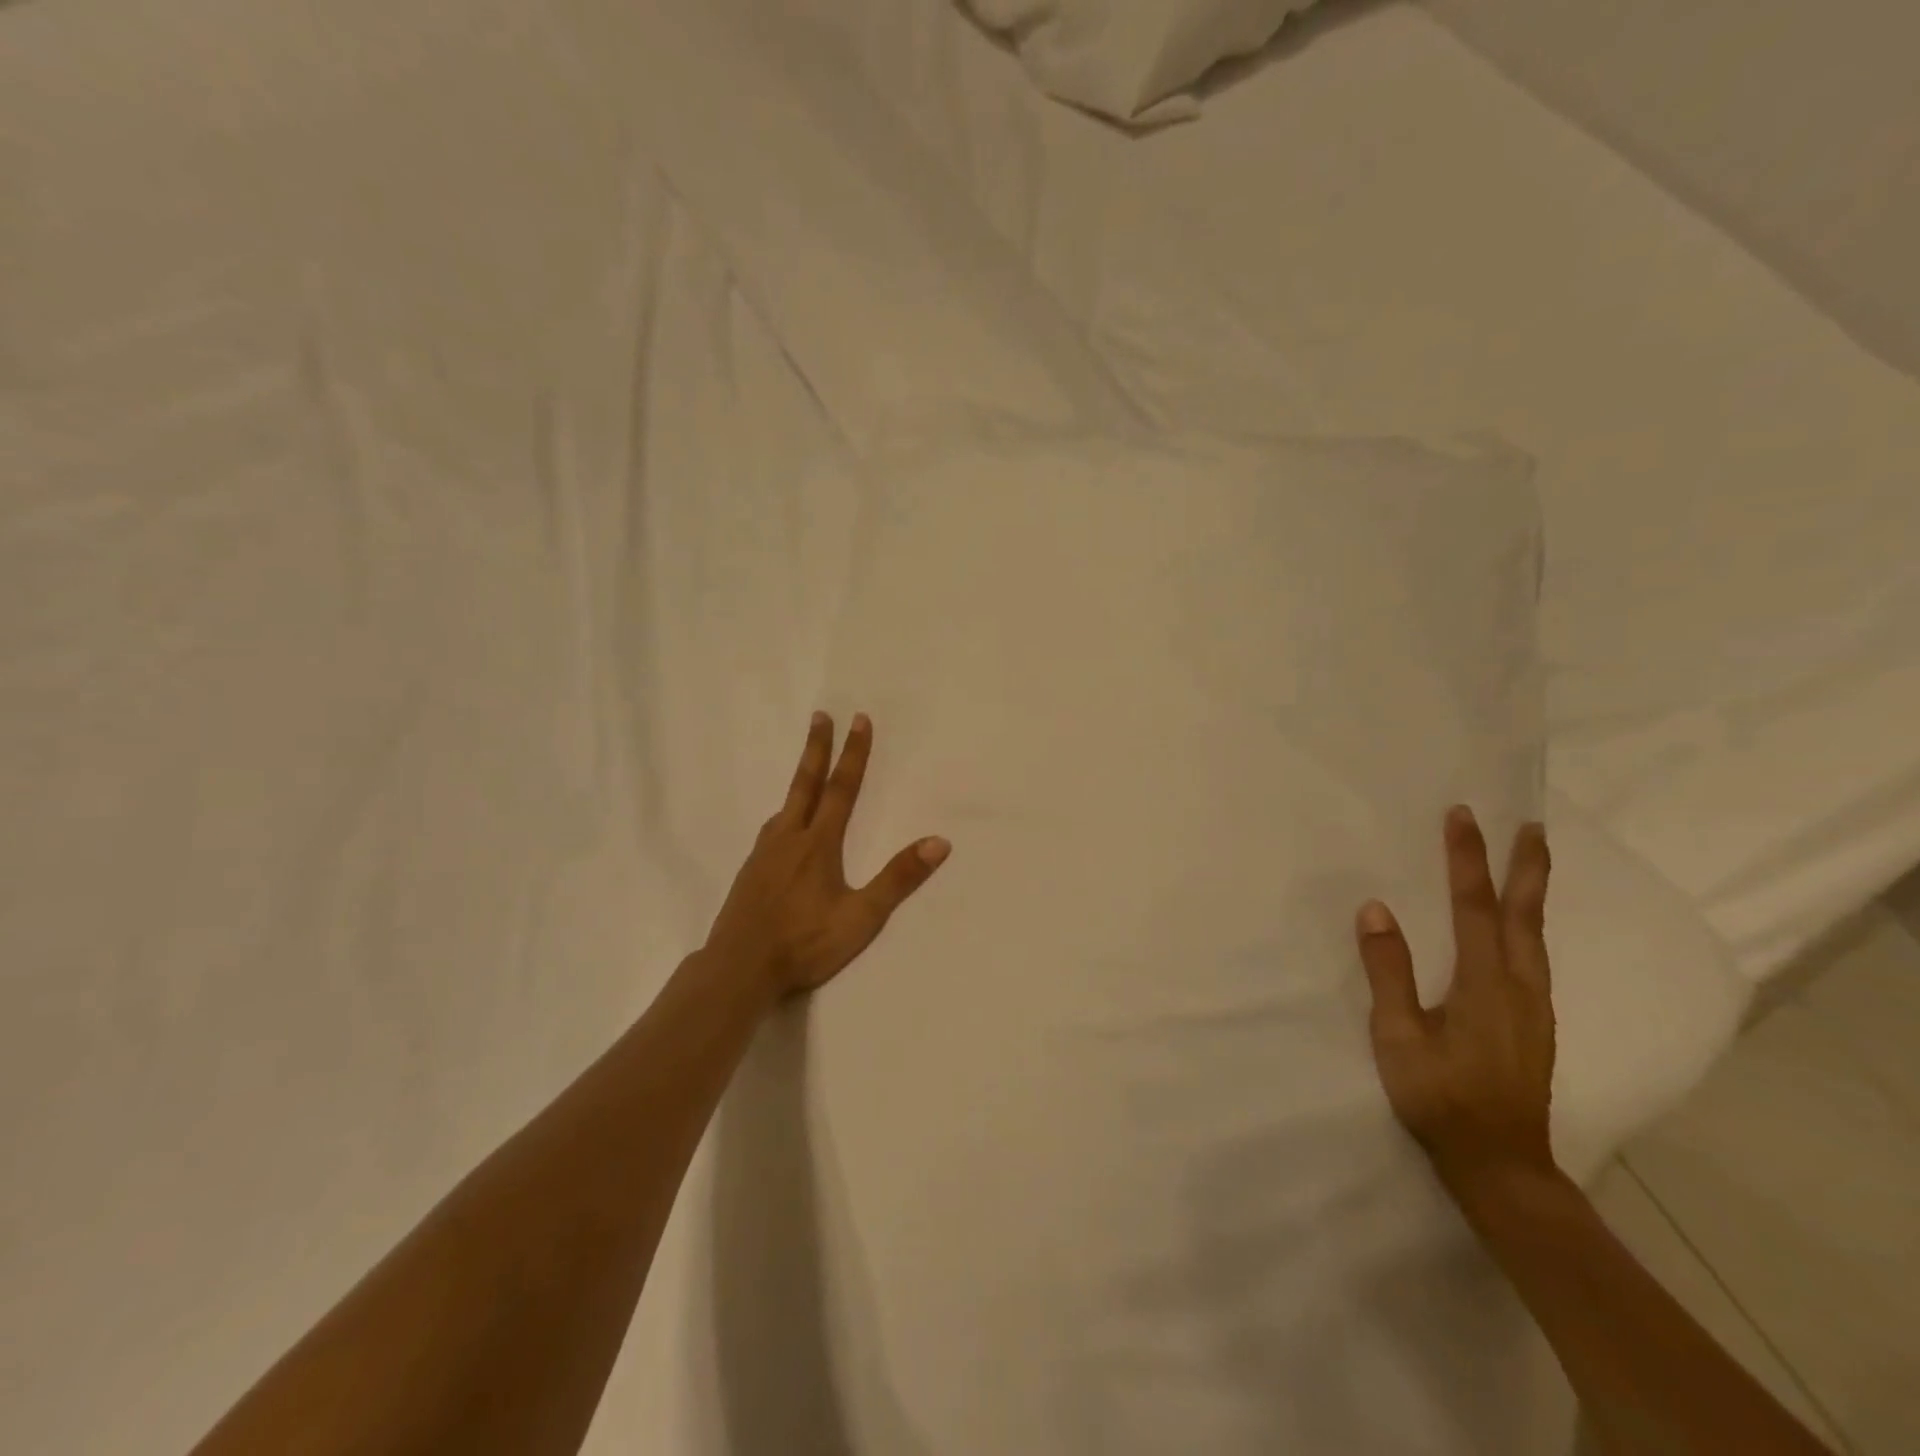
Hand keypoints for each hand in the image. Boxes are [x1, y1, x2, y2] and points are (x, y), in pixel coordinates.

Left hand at [705, 712, 950, 999]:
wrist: (739, 969)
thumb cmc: (805, 943)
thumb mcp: (861, 917)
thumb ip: (898, 879)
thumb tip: (939, 842)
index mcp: (818, 844)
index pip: (841, 789)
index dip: (853, 754)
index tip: (858, 720)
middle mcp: (789, 838)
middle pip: (805, 784)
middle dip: (816, 748)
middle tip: (820, 716)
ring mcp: (764, 854)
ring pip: (785, 807)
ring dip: (799, 780)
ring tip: (806, 770)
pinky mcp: (750, 872)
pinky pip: (771, 830)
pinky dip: (784, 814)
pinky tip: (782, 829)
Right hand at [1355, 807, 1557, 1202]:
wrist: (1501, 1164)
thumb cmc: (1440, 1098)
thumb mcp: (1398, 1037)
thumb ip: (1389, 972)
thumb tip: (1376, 909)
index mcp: (1484, 984)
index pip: (1474, 906)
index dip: (1468, 859)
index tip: (1463, 817)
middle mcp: (1520, 986)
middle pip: (1524, 914)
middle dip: (1526, 866)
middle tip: (1533, 826)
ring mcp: (1535, 1006)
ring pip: (1536, 934)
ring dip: (1533, 891)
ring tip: (1533, 861)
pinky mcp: (1536, 1023)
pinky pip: (1535, 955)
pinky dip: (1530, 923)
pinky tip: (1521, 927)